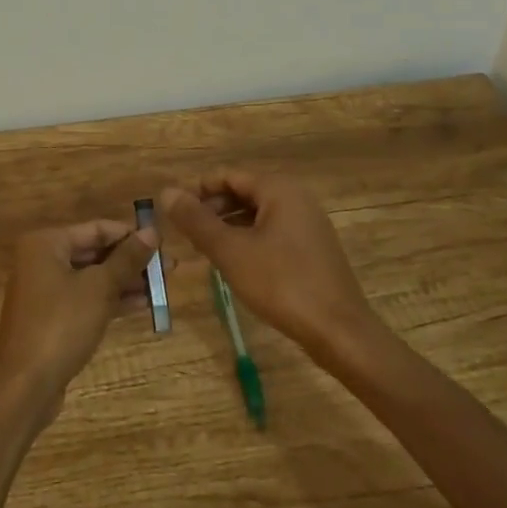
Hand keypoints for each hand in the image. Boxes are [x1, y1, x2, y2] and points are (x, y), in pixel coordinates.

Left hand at [0, 220, 156, 423]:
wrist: (24, 387)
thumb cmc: (60, 325)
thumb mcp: (99, 288)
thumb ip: (127, 258)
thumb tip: (152, 231)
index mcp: (46, 243)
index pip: (97, 229)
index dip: (131, 234)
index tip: (163, 243)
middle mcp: (42, 260)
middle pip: (95, 252)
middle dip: (131, 260)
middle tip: (169, 268)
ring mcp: (45, 290)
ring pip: (93, 277)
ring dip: (126, 281)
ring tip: (162, 287)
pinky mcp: (51, 318)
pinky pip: (86, 299)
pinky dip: (111, 300)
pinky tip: (143, 304)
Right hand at [160, 171, 378, 356]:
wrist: (340, 332)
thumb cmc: (282, 284)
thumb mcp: (231, 252)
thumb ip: (197, 221)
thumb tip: (166, 192)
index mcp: (278, 188)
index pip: (228, 175)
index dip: (197, 190)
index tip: (173, 212)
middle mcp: (296, 197)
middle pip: (243, 191)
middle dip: (212, 209)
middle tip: (185, 233)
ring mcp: (307, 223)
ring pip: (257, 214)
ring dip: (228, 226)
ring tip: (204, 249)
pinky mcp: (312, 248)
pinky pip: (272, 232)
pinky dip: (248, 240)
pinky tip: (234, 263)